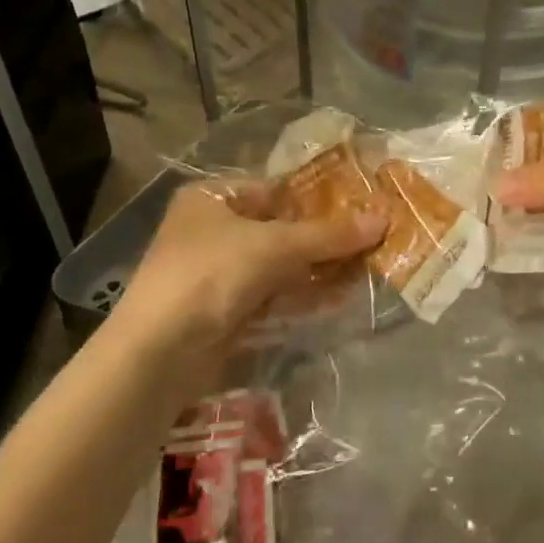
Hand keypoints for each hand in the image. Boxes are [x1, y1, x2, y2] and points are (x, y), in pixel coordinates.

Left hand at [112, 179, 385, 358]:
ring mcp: (218, 273)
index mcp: (213, 198)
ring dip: (319, 269)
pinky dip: (303, 296)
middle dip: (324, 238)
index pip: (276, 190)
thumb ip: (329, 235)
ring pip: (280, 266)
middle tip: (373, 240)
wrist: (159, 352)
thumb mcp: (274, 246)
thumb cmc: (211, 275)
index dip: (319, 200)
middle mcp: (213, 230)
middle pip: (281, 229)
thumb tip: (384, 218)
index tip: (362, 207)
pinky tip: (340, 297)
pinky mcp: (226, 311)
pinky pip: (273, 296)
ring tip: (367, 268)